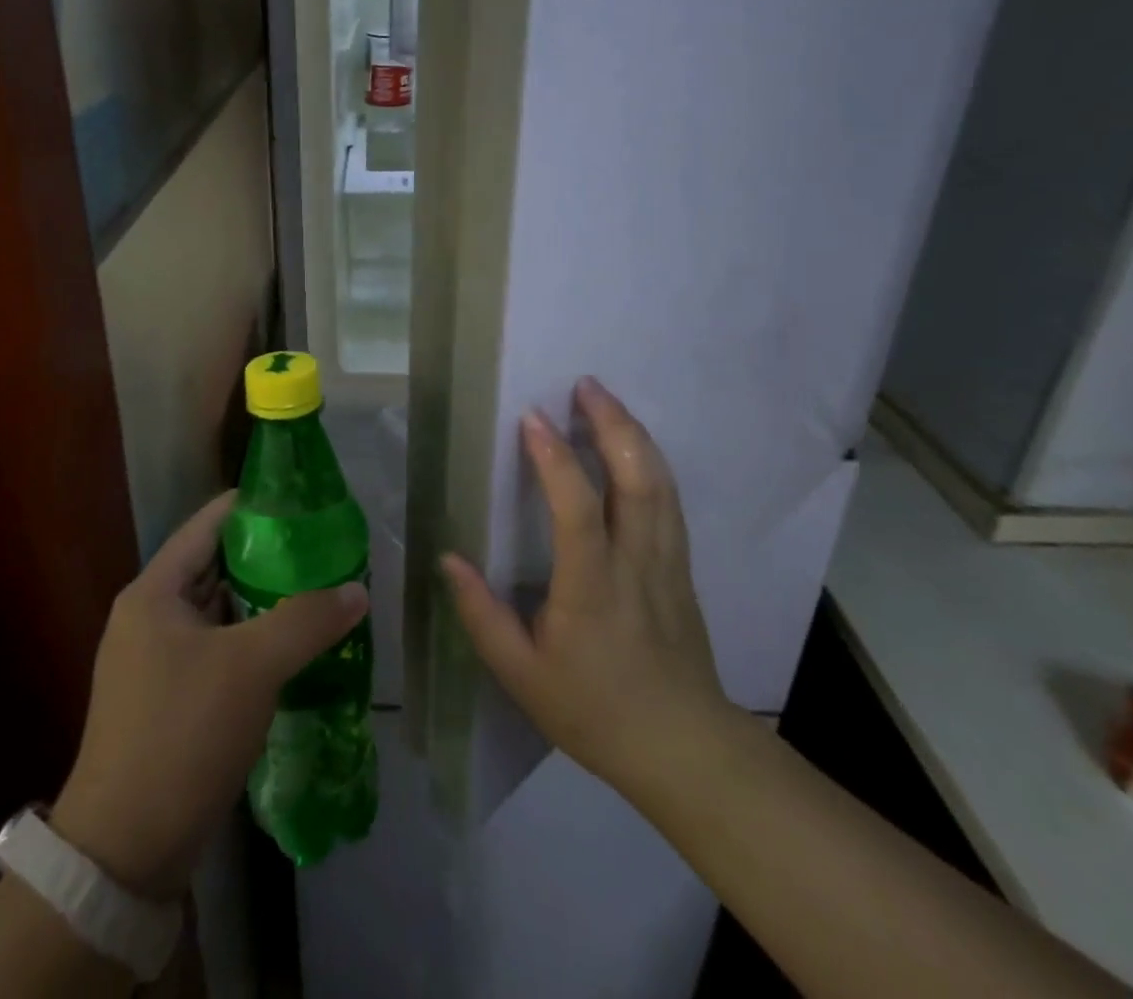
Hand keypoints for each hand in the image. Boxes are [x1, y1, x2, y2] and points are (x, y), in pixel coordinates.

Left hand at [51, 492, 367, 899]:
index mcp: (154, 592)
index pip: (208, 524)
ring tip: (319, 591)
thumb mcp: (250, 667)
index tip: (303, 501)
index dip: (254, 506)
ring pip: (221, 612)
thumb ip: (306, 620)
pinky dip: (255, 642)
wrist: (125, 852)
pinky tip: (295, 648)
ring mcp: (157, 661)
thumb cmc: (182, 735)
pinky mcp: (171, 699)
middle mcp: (150, 617)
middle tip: (323, 549)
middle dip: (268, 557)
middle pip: (216, 567)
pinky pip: (220, 650)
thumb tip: (356, 589)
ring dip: (264, 603)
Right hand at [441, 376, 730, 787]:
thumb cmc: (594, 711)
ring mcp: (667, 561)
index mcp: (592, 586)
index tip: (532, 417)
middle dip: (612, 423)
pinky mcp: (681, 567)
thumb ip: (481, 615)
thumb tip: (448, 558)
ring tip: (605, 400)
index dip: (554, 458)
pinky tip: (633, 447)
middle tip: (585, 384)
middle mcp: (635, 561)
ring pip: (659, 482)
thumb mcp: (522, 674)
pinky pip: (668, 500)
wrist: (684, 748)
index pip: (577, 507)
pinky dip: (650, 461)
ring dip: (633, 433)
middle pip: (636, 477)